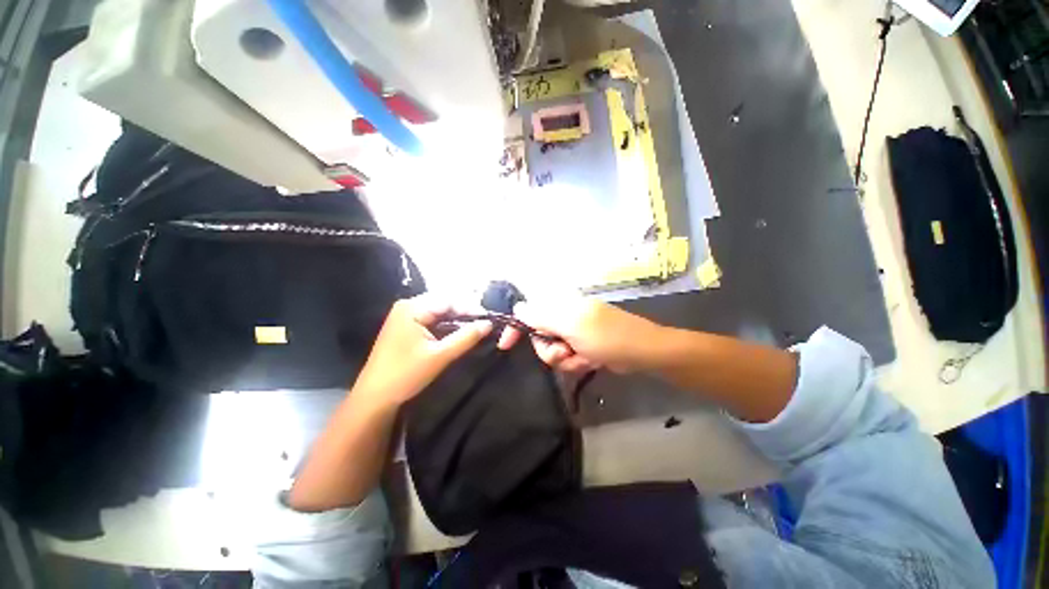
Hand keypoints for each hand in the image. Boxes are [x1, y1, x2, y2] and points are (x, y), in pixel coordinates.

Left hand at [352, 294, 491, 406]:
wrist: (374, 398)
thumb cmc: (405, 374)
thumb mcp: (440, 355)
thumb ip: (466, 337)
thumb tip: (489, 323)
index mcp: (413, 308)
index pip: (449, 300)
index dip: (471, 309)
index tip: (489, 320)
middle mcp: (408, 306)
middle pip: (444, 304)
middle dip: (464, 314)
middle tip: (484, 325)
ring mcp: (405, 316)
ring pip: (439, 312)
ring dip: (456, 321)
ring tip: (475, 330)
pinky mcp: (405, 327)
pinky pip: (431, 320)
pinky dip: (445, 326)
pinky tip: (457, 334)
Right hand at [497, 297, 661, 373]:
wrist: (641, 353)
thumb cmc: (605, 336)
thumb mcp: (570, 325)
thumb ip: (541, 316)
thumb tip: (517, 307)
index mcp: (561, 306)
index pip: (529, 312)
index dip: (516, 327)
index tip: (506, 345)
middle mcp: (565, 316)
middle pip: (539, 337)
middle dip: (549, 350)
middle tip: (563, 353)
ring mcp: (574, 332)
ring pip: (553, 350)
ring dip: (565, 359)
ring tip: (582, 358)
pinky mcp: (583, 345)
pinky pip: (568, 358)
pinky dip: (576, 363)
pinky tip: (590, 362)